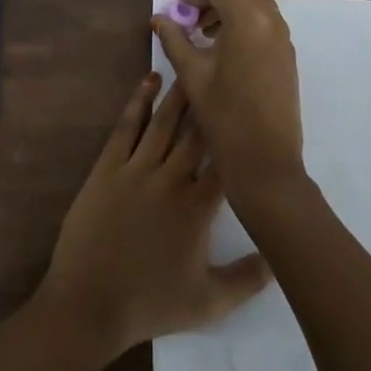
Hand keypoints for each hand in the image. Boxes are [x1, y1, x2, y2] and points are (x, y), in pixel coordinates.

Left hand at [36, 73, 270, 360]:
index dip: (238, 134)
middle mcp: (170, 179)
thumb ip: (249, 279)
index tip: (250, 108)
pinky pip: (127, 127)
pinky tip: (149, 80)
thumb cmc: (150, 304)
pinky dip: (138, 101)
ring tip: (192, 66)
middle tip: (223, 70)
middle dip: (211, 102)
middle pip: (196, 133)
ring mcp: (136, 169)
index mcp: (198, 208)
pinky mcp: (107, 167)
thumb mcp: (210, 303)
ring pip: (164, 122)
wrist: (89, 304)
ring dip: (179, 93)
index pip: (225, 162)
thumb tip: (281, 255)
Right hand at [153, 0, 305, 202]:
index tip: (175, 1)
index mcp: (247, 20)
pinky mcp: (287, 53)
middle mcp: (270, 20)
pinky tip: (223, 45)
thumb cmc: (224, 116)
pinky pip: (265, 19)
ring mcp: (283, 37)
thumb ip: (174, 39)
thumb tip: (160, 18)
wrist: (265, 161)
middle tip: (191, 12)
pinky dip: (244, 18)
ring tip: (204, 30)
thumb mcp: (192, 75)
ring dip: (230, 3)